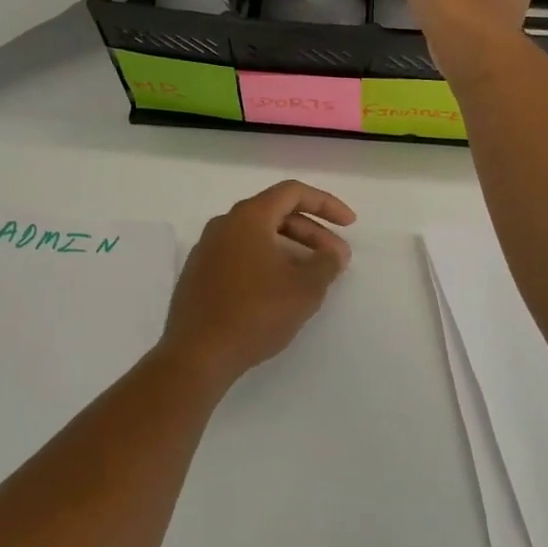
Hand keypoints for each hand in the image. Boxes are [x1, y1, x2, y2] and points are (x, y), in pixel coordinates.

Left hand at [158, 180, 355, 386]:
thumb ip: (326, 263)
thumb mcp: (304, 289)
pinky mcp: (199, 275)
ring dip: (290, 249)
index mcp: (248, 217)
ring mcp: (206, 250)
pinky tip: (280, 289)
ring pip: (257, 237)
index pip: (292, 192)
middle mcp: (223, 225)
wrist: (198, 354)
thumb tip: (333, 253)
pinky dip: (266, 262)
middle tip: (336, 257)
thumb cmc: (255, 313)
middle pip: (275, 213)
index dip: (326, 204)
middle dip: (311, 232)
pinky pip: (240, 255)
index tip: (349, 224)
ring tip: (312, 275)